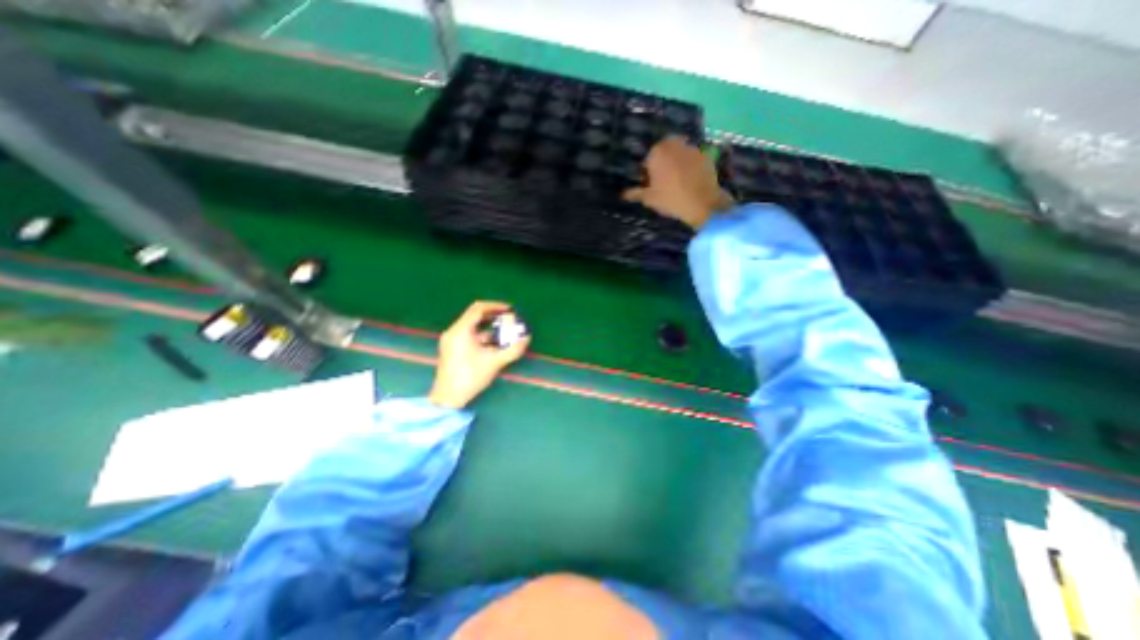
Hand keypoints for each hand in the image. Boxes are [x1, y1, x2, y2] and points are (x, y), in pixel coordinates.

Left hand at [430, 300, 531, 408]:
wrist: (448, 398)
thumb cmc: (470, 378)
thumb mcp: (494, 363)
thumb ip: (512, 350)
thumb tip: (526, 339)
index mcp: (461, 331)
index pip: (478, 309)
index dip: (495, 306)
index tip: (509, 309)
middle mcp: (454, 332)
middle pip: (474, 316)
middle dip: (493, 316)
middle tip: (509, 318)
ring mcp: (451, 340)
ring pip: (472, 327)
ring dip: (489, 327)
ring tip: (505, 332)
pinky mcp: (452, 348)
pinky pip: (469, 335)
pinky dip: (482, 336)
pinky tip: (495, 344)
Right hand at [619, 134, 735, 229]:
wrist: (702, 203)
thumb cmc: (671, 199)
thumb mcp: (649, 198)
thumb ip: (635, 193)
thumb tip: (622, 194)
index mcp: (657, 152)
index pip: (648, 159)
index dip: (648, 172)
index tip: (650, 184)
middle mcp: (674, 144)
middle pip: (664, 153)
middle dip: (663, 163)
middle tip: (663, 181)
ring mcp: (692, 148)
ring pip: (679, 154)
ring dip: (677, 163)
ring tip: (678, 181)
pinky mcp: (706, 155)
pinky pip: (693, 159)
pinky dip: (690, 166)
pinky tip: (691, 181)